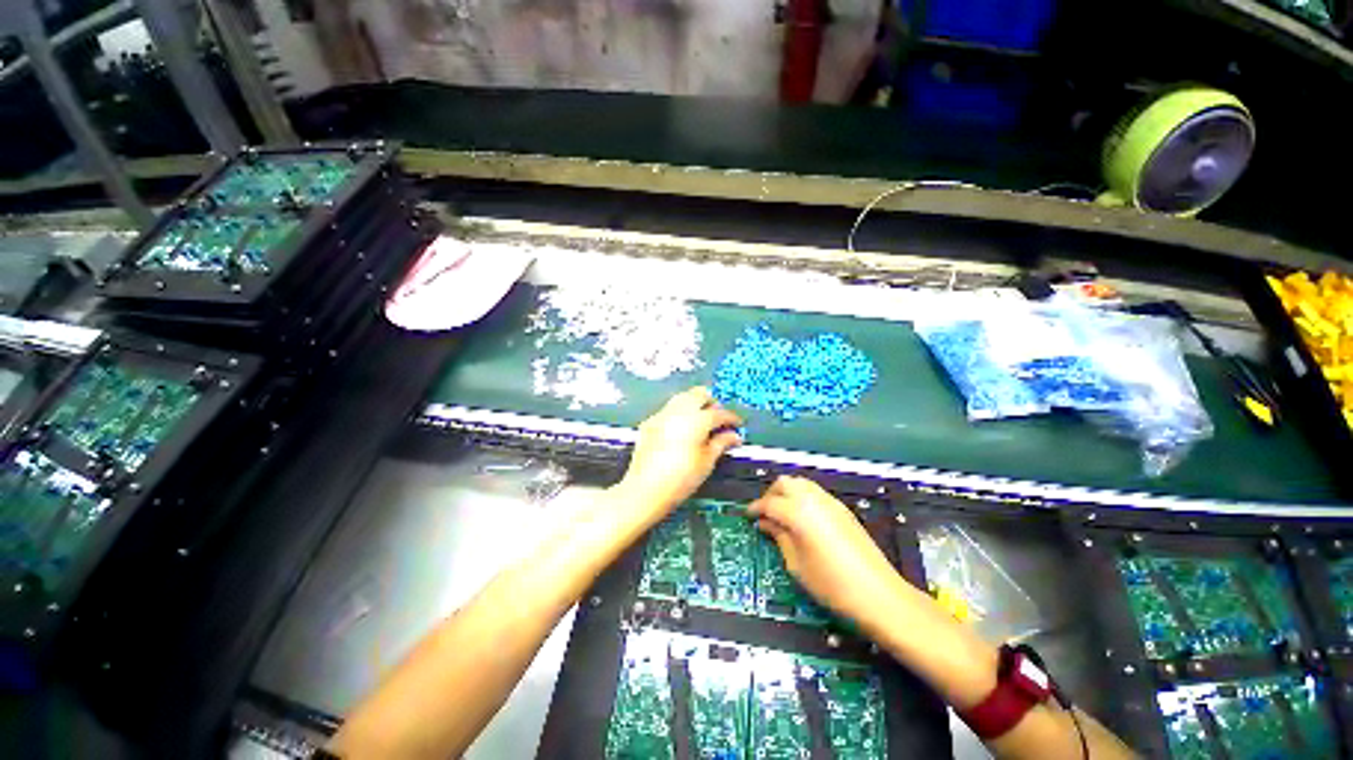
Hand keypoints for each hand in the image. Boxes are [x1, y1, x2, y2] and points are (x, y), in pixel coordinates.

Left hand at [616, 387, 741, 522]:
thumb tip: (734, 436)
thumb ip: (721, 443)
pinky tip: (682, 428)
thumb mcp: (707, 461)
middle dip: (712, 403)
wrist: (645, 489)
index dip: (731, 418)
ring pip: (682, 397)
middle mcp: (679, 410)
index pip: (719, 413)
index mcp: (697, 419)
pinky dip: (679, 412)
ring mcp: (662, 414)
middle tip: (718, 418)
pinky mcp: (650, 422)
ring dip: (695, 403)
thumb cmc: (682, 477)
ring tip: (701, 420)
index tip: (737, 425)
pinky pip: (669, 409)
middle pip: (699, 394)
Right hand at [749, 476, 902, 626]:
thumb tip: (766, 523)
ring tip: (782, 514)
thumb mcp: (796, 564)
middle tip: (765, 514)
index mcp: (798, 512)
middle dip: (771, 494)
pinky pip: (815, 492)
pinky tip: (802, 517)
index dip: (755, 508)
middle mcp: (813, 499)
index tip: (748, 516)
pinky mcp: (842, 508)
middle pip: (785, 483)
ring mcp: (830, 501)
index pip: (769, 503)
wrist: (879, 594)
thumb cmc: (831, 584)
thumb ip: (779, 537)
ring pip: (801, 483)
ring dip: (787, 493)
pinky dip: (802, 497)